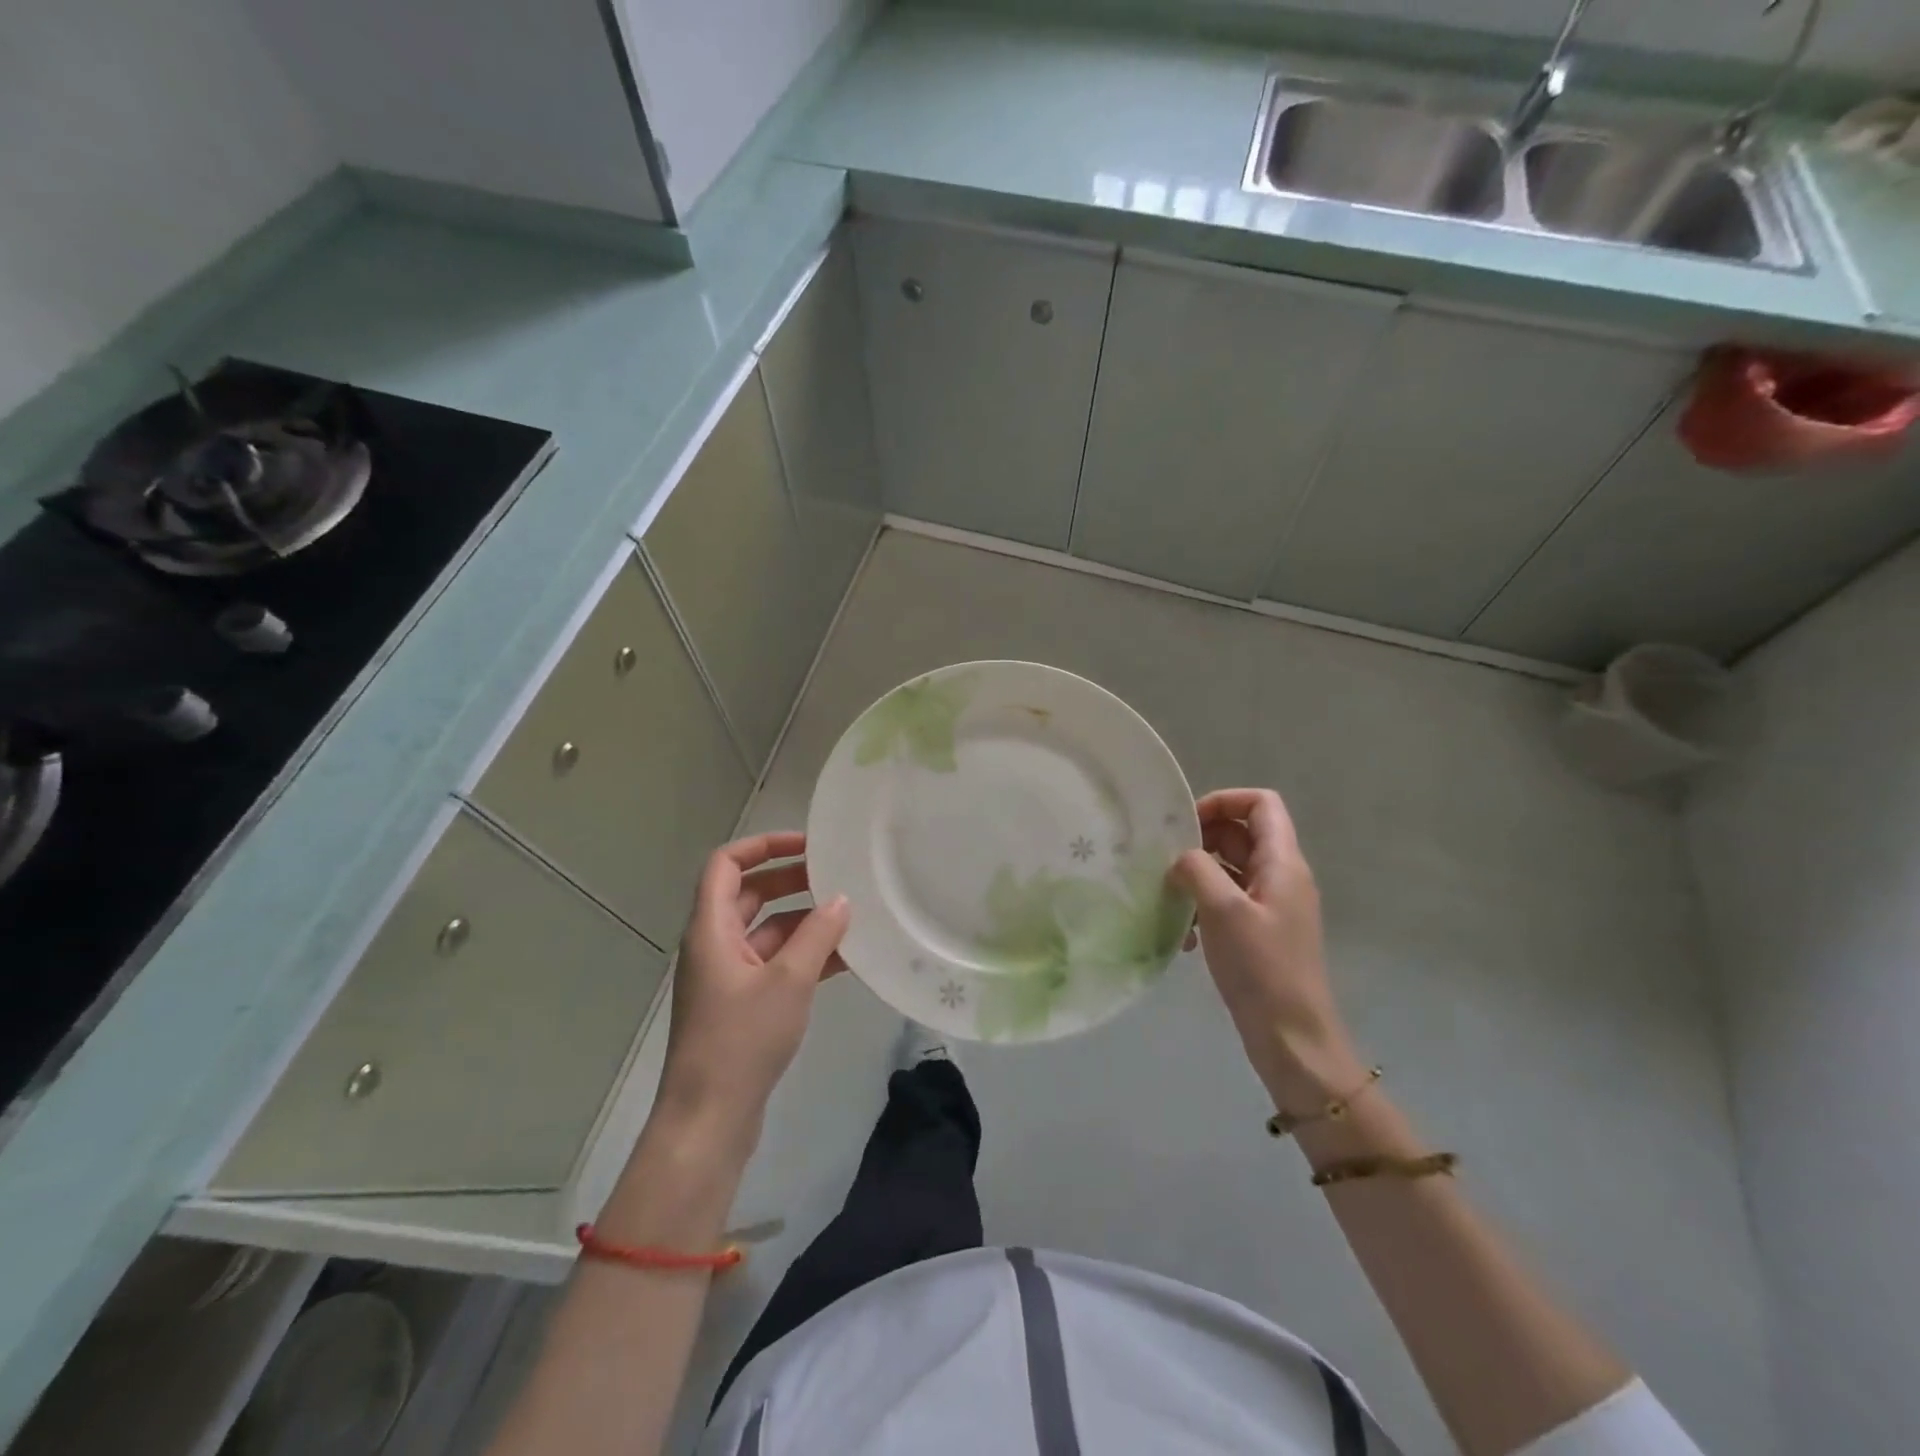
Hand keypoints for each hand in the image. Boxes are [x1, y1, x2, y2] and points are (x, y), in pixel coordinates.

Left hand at [656, 832, 849, 1146]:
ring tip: (850, 917)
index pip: (727, 864)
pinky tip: (845, 960)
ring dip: (804, 922)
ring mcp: (727, 977)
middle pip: (750, 895)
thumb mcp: (788, 981)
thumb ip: (817, 935)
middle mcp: (714, 945)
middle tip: (837, 877)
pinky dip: (804, 957)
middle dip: (792, 881)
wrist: (709, 1121)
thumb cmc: (741, 1040)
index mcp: (710, 929)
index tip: (808, 845)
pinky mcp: (741, 1005)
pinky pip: (774, 965)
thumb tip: (841, 901)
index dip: (764, 845)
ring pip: (767, 932)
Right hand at [1169, 789, 1364, 1113]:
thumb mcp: (1223, 911)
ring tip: (1169, 898)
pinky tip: (1183, 937)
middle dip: (1200, 840)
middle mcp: (1280, 876)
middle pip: (1240, 833)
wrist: (1292, 1038)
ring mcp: (1270, 905)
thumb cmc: (1261, 968)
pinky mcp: (1259, 932)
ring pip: (1229, 868)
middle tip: (1165, 860)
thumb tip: (1181, 857)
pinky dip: (1202, 907)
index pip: (1261, 803)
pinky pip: (1227, 901)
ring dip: (1196, 876)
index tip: (1186, 822)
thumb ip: (1197, 869)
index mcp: (1282, 863)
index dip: (1223, 801)